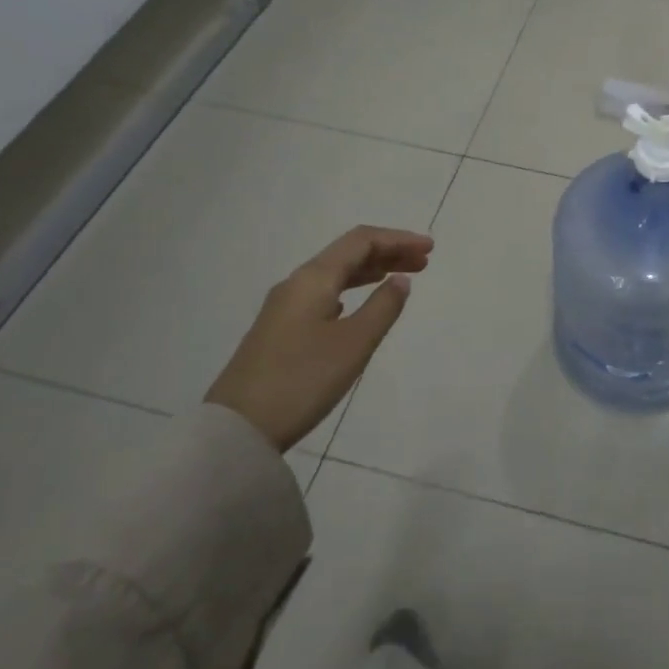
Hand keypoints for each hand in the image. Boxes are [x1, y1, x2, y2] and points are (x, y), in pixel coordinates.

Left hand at [206, 226, 433, 451]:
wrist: (238, 429)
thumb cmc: (303, 380)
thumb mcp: (354, 343)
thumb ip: (383, 307)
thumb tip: (401, 280)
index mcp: (314, 279)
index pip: (361, 241)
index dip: (398, 239)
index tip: (430, 249)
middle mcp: (297, 284)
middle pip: (347, 254)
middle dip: (388, 253)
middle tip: (424, 262)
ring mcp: (284, 308)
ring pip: (335, 275)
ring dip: (371, 271)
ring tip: (401, 279)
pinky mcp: (280, 330)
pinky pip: (324, 294)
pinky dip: (351, 290)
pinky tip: (359, 304)